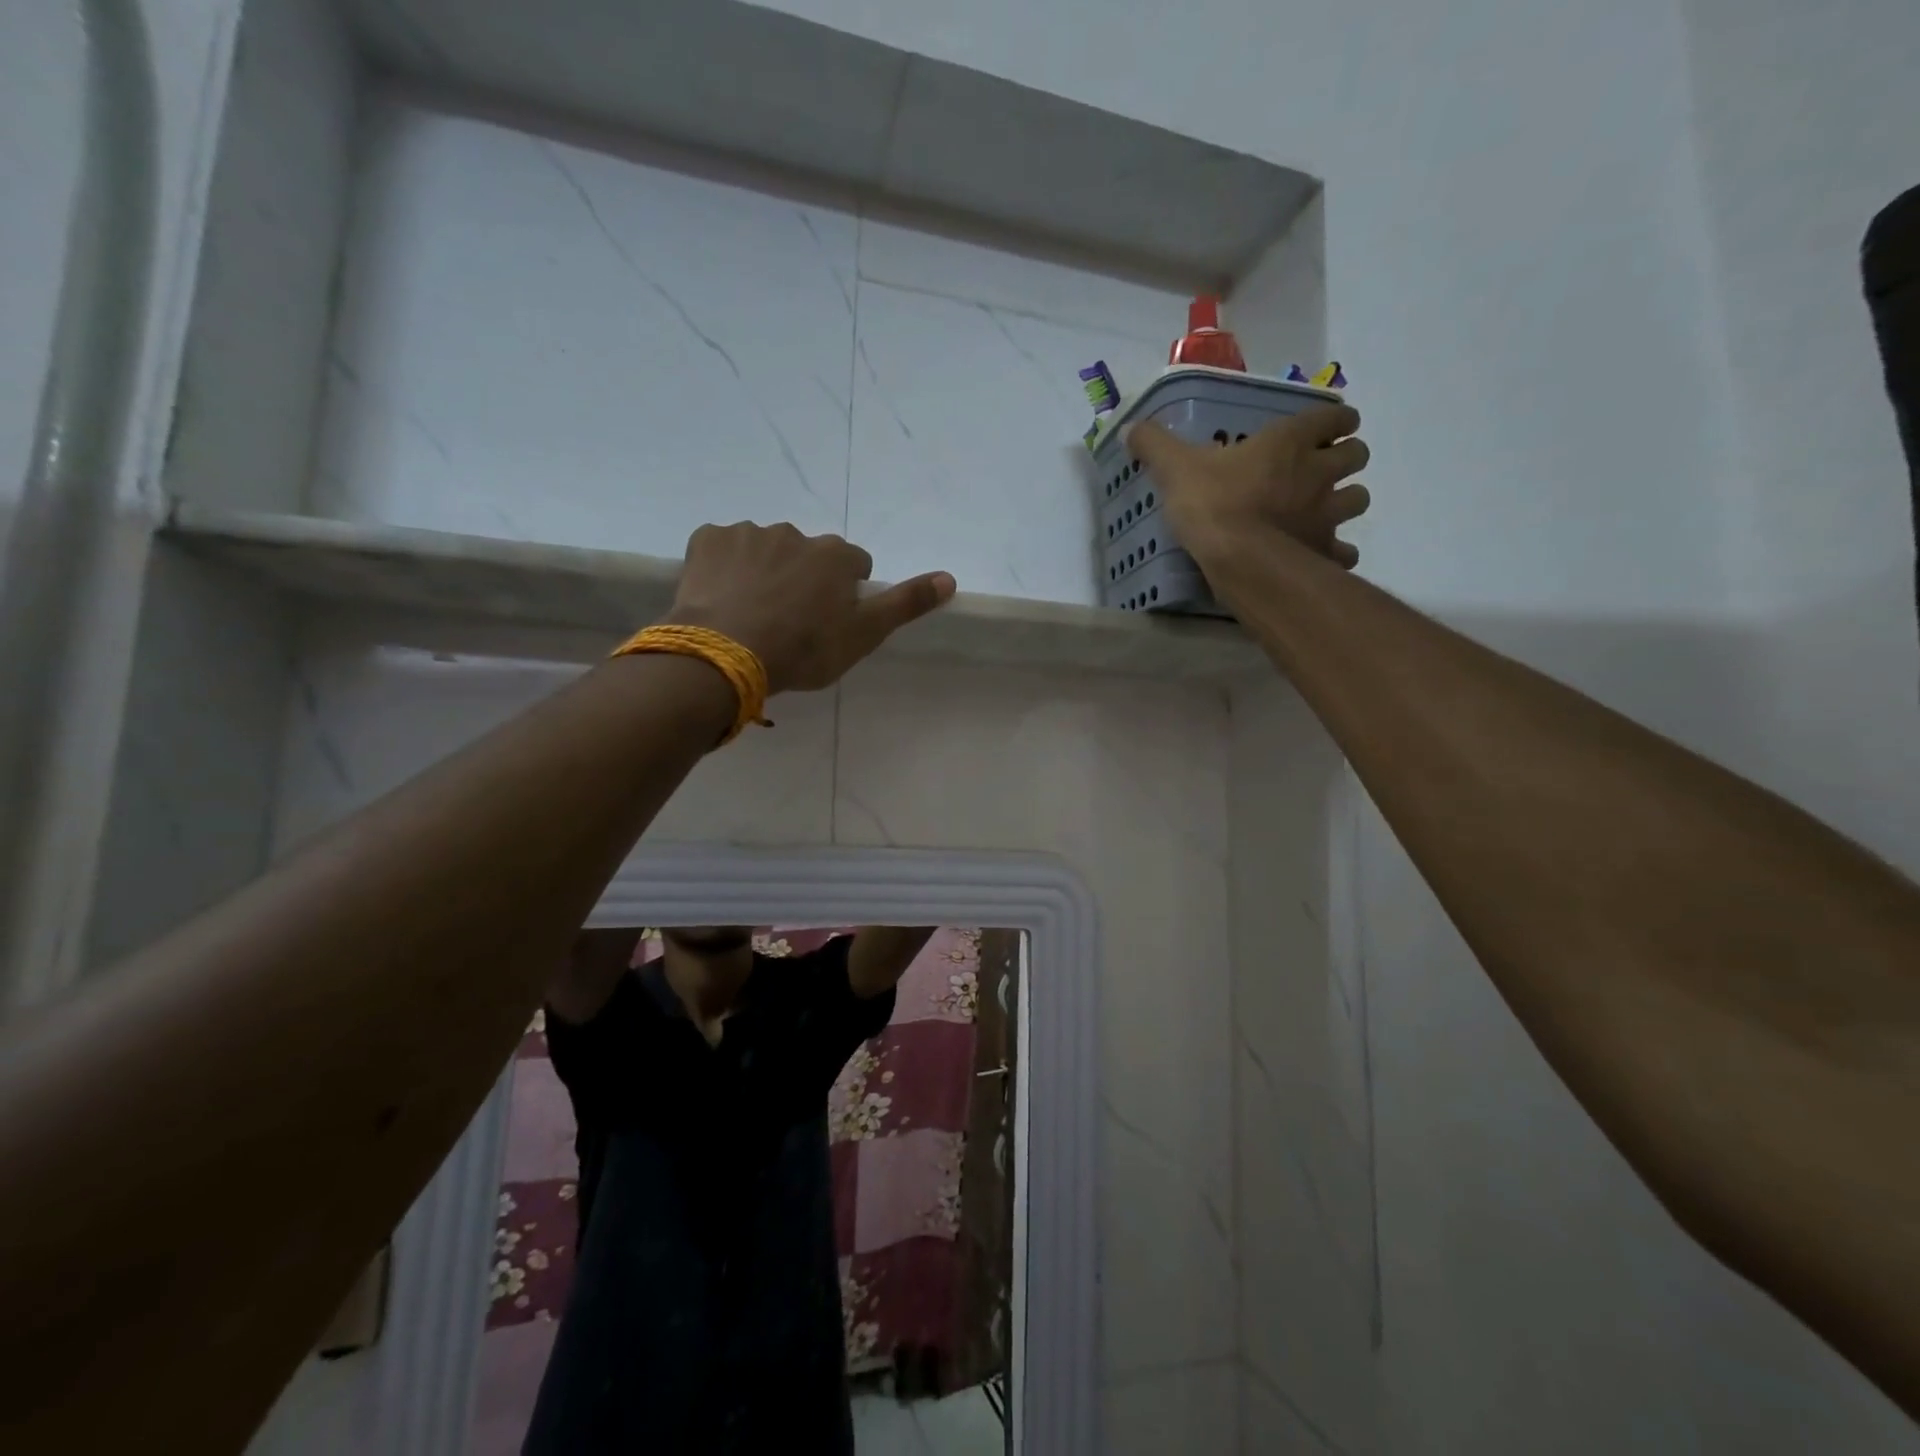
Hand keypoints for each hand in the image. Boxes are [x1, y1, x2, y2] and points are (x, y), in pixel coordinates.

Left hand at [665, 522, 955, 693]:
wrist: (725, 654)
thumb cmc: (803, 649)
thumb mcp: (863, 635)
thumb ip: (906, 604)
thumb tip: (949, 577)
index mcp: (835, 555)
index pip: (853, 565)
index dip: (845, 593)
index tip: (829, 622)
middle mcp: (795, 533)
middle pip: (807, 555)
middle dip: (802, 579)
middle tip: (789, 622)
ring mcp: (748, 533)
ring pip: (765, 549)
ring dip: (764, 572)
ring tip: (751, 614)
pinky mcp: (707, 539)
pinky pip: (722, 548)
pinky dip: (724, 567)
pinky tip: (720, 598)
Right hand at [1126, 403, 1370, 569]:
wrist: (1240, 560)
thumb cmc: (1213, 504)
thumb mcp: (1175, 469)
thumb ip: (1154, 445)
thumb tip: (1129, 427)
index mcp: (1290, 443)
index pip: (1334, 418)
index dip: (1334, 422)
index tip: (1327, 429)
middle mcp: (1319, 473)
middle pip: (1357, 455)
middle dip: (1345, 459)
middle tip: (1322, 471)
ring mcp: (1328, 514)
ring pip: (1357, 499)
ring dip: (1346, 501)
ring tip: (1323, 512)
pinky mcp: (1325, 552)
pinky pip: (1344, 551)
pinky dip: (1337, 552)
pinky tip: (1319, 556)